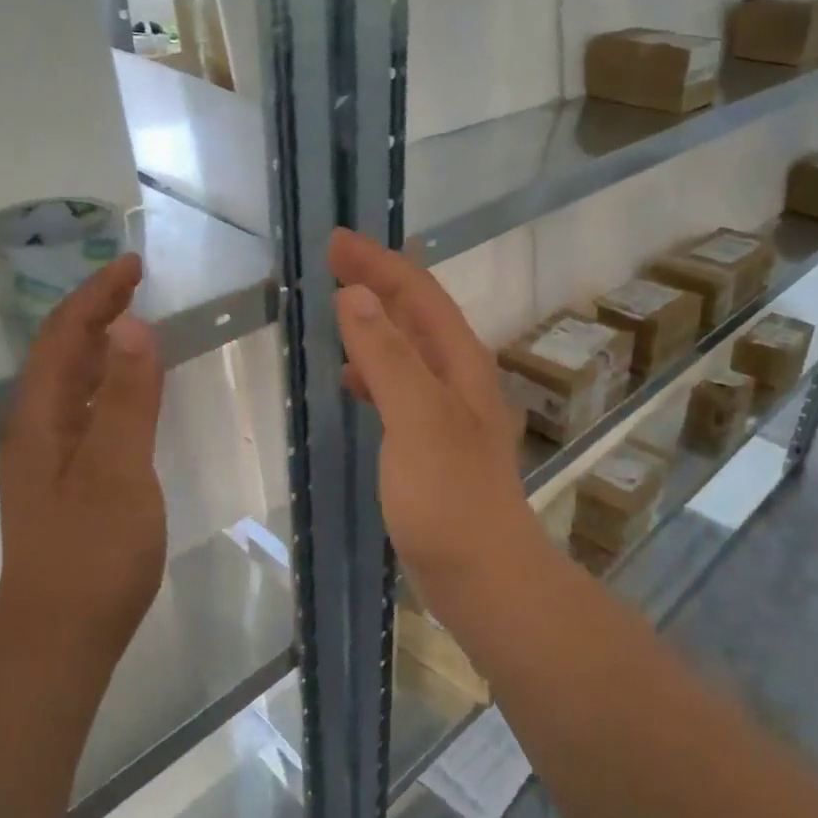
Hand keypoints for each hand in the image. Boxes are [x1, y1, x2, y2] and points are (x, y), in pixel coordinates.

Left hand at [0, 254, 166, 659]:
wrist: (59, 639)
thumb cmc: (92, 554)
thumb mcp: (117, 471)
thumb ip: (127, 399)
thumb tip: (132, 325)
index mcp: (41, 420)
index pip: (64, 337)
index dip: (96, 296)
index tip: (133, 265)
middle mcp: (36, 431)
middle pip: (61, 354)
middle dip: (95, 311)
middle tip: (136, 283)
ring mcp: (48, 460)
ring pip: (71, 383)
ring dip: (99, 345)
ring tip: (135, 323)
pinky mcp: (66, 483)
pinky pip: (86, 412)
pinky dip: (109, 384)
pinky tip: (132, 394)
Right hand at [329, 229, 547, 609]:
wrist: (484, 576)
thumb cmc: (450, 497)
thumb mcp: (416, 419)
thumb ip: (388, 356)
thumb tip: (357, 295)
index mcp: (459, 363)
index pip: (419, 294)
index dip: (379, 263)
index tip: (336, 241)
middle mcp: (458, 378)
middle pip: (417, 314)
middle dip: (377, 282)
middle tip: (332, 263)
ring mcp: (447, 412)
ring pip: (408, 349)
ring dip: (375, 323)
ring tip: (337, 310)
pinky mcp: (432, 443)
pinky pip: (399, 386)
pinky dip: (374, 370)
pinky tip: (352, 381)